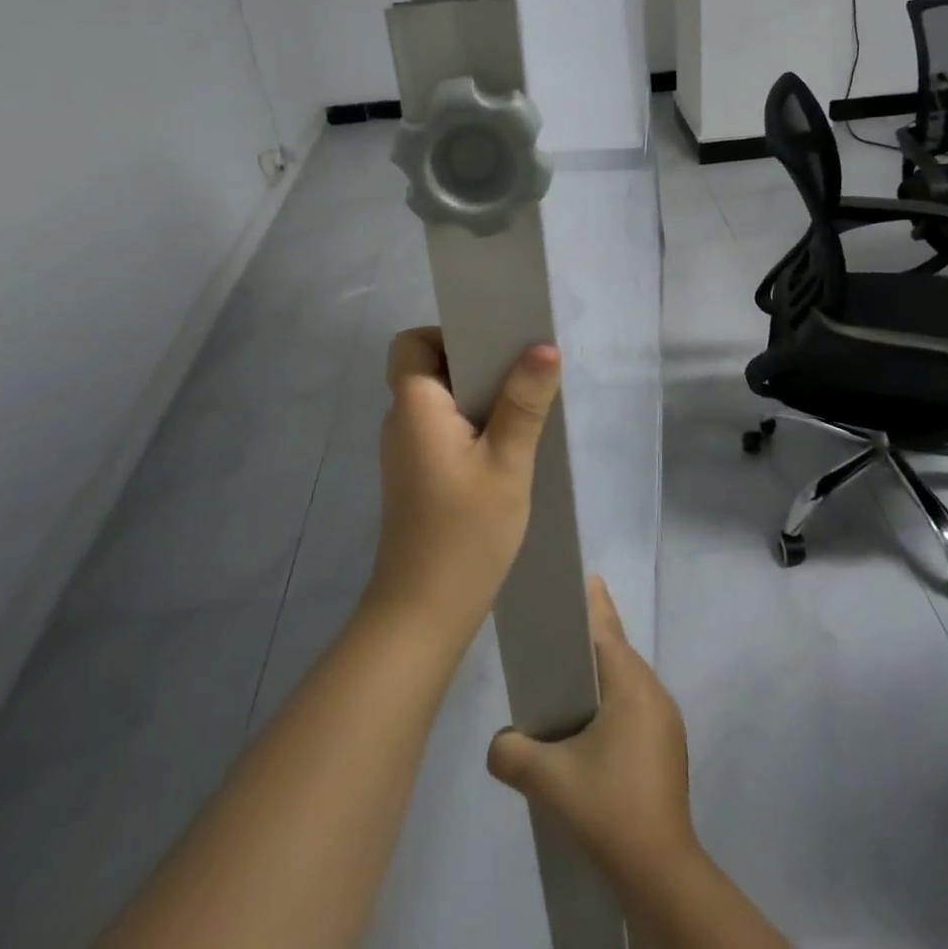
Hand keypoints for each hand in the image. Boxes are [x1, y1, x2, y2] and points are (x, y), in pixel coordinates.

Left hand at [364, 328, 562, 635]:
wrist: (424, 613)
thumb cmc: (465, 532)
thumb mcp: (507, 463)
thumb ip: (524, 403)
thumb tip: (544, 346)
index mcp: (415, 406)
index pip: (412, 343)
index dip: (448, 335)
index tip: (494, 348)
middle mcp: (403, 420)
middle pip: (430, 367)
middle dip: (476, 362)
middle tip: (523, 373)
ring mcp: (409, 450)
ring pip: (441, 399)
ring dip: (479, 396)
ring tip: (525, 406)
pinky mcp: (419, 474)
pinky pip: (445, 428)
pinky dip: (473, 424)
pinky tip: (509, 445)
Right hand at [486, 577, 697, 883]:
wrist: (661, 872)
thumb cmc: (609, 807)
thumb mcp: (548, 780)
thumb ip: (512, 752)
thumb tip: (498, 743)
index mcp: (631, 684)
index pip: (607, 629)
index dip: (592, 603)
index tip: (582, 577)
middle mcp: (654, 692)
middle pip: (617, 651)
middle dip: (591, 638)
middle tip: (559, 630)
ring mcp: (666, 722)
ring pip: (627, 681)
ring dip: (601, 675)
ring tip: (568, 680)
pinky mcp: (667, 748)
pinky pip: (635, 706)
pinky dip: (612, 702)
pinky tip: (589, 728)